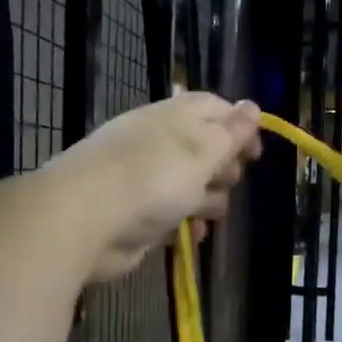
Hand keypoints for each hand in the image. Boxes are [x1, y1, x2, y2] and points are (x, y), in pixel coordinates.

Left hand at [45, 93, 262, 282]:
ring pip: (191, 185)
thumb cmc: (151, 179)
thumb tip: (253, 107)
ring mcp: (146, 180)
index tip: (256, 153)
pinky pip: (173, 215)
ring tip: (207, 213)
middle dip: (224, 168)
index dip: (240, 126)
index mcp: (173, 118)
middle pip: (205, 150)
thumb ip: (230, 132)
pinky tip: (192, 235)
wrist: (85, 220)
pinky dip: (185, 224)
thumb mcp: (200, 151)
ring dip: (208, 200)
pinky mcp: (138, 214)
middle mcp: (159, 144)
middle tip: (226, 181)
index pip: (213, 109)